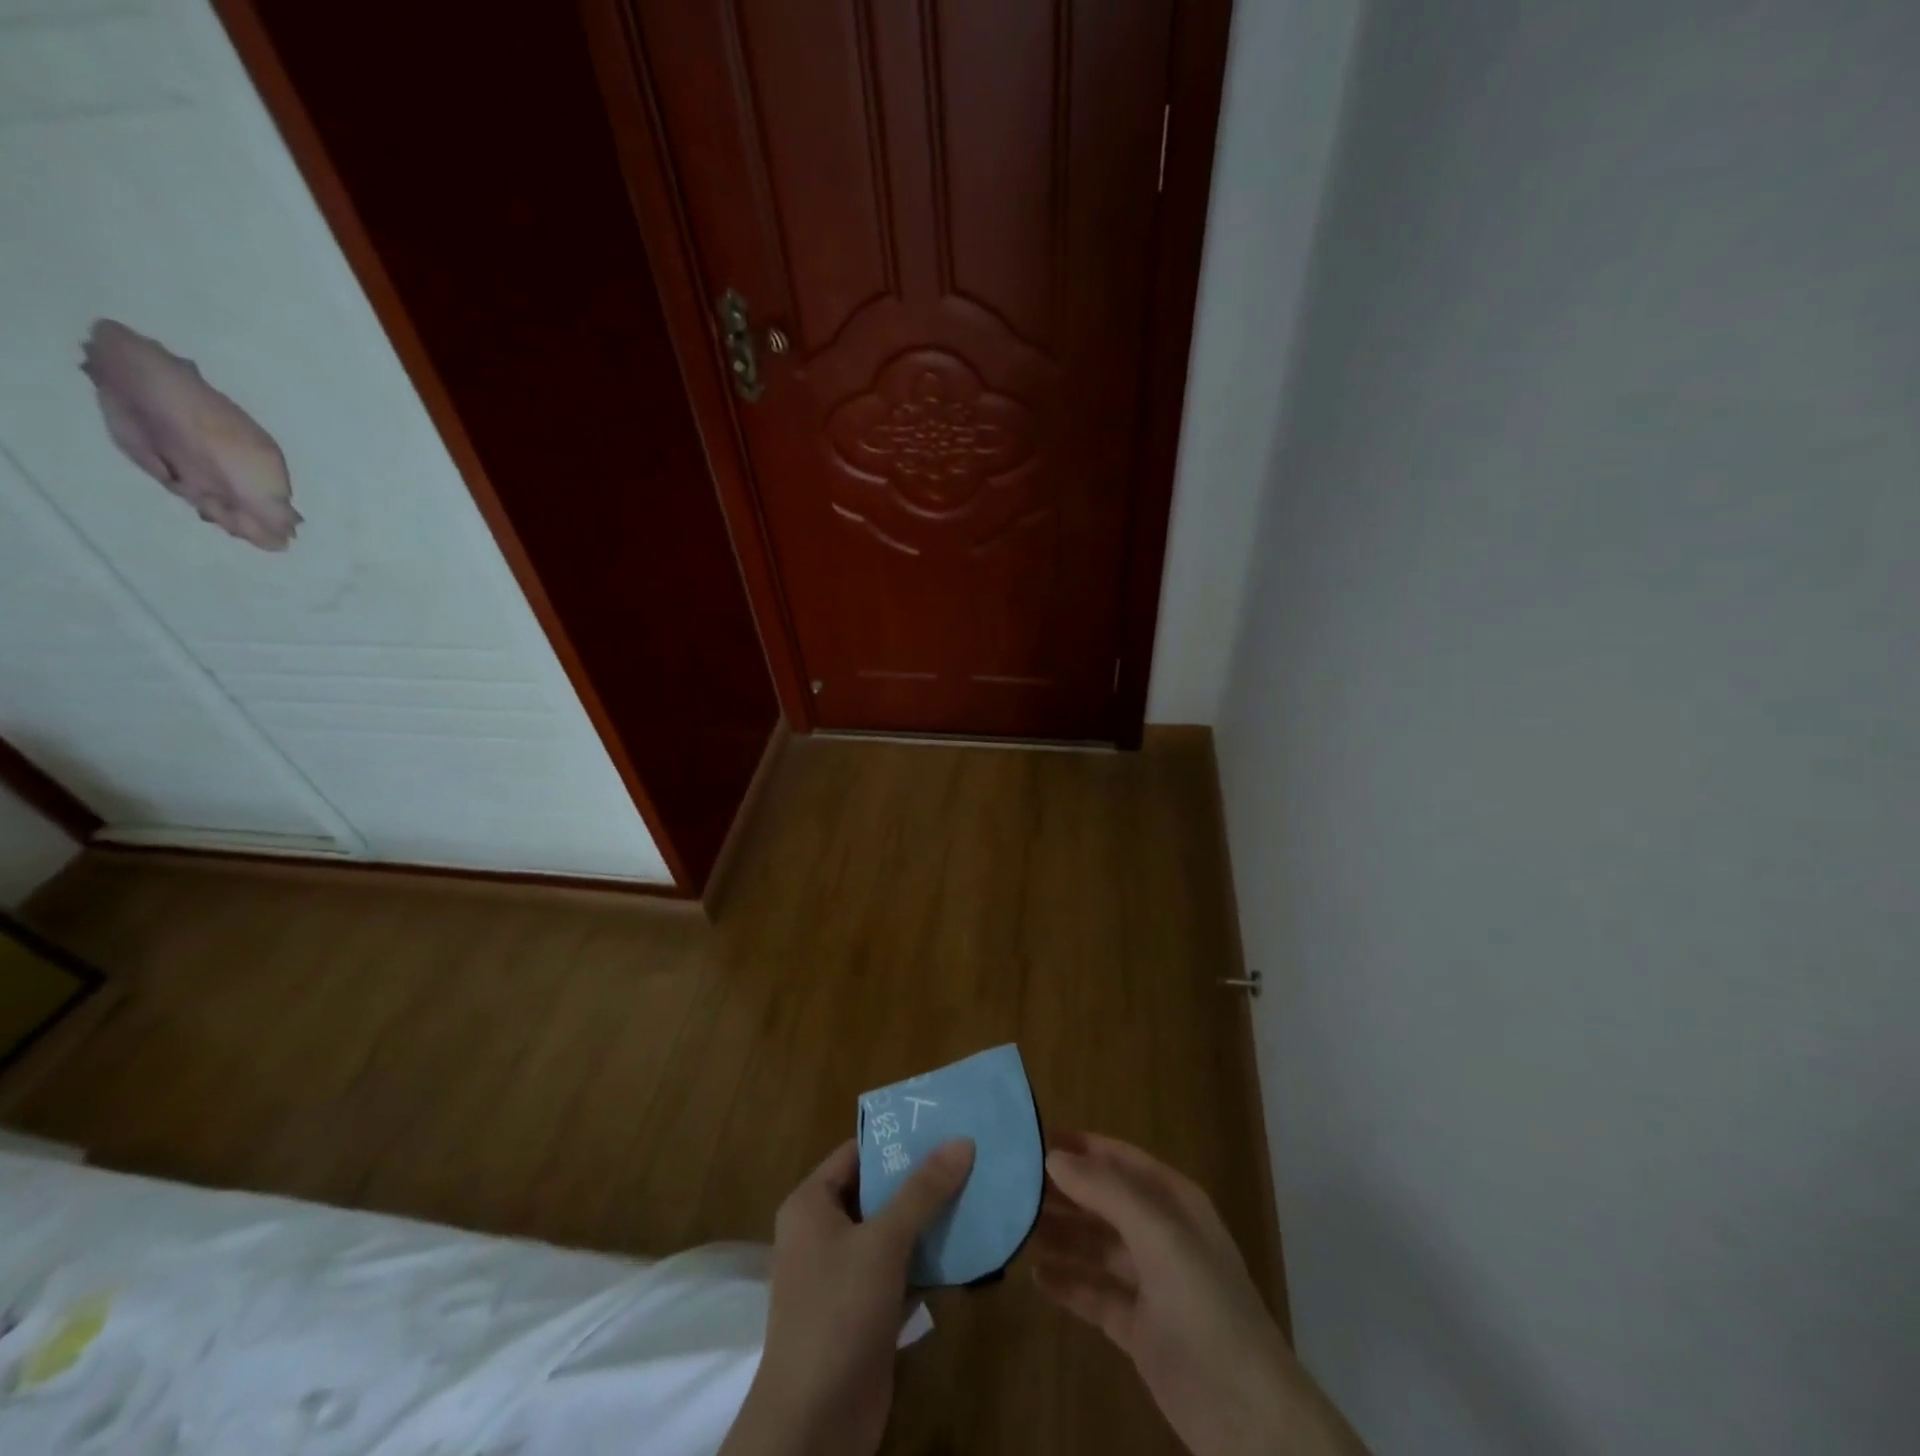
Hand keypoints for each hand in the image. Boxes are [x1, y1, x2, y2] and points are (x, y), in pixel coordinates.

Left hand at [721, 1137, 975, 1455]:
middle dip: (922, 1177)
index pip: (858, 1152)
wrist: (814, 1426)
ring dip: (930, 1218)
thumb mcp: (882, 1242)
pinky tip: (969, 1244)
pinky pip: (901, 1268)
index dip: (898, 1137)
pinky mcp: (865, 1309)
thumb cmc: (838, 1313)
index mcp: (812, 1204)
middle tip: (970, 1153)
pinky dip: (929, 1258)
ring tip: (978, 1190)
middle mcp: (824, 1231)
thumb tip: (962, 1140)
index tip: (943, 1122)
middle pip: (878, 1189)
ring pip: (893, 1230)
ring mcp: (844, 1273)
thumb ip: (922, 1190)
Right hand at [1035, 1132, 1369, 1455]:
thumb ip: (1106, 1192)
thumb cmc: (1205, 1307)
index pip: (1121, 1160)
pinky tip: (1036, 1276)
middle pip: (1105, 1201)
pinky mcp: (1138, 1329)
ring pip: (1096, 1246)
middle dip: (1065, 1191)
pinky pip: (1095, 1294)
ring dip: (1062, 1235)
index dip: (1082, 1147)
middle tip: (1014, 1184)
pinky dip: (1068, 1283)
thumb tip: (1053, 1156)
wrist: (1248, 1417)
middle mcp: (1161, 1235)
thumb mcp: (1158, 1236)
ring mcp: (1150, 1284)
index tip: (1036, 1138)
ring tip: (1016, 1226)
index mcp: (1175, 1203)